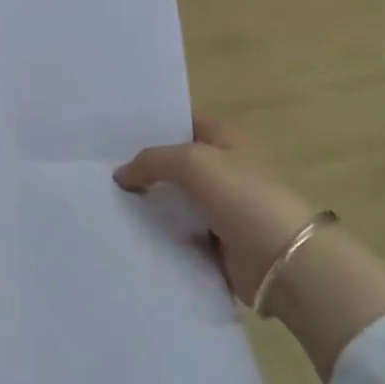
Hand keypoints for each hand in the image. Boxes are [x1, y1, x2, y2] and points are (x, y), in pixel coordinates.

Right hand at [113, 116, 314, 303]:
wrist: (282, 260)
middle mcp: (225, 170)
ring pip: (175, 200)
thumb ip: (152, 161)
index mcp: (227, 140)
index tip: (116, 137)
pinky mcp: (216, 242)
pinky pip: (179, 232)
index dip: (154, 128)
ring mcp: (222, 207)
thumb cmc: (242, 196)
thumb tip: (121, 174)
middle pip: (176, 164)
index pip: (185, 124)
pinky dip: (159, 234)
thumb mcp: (192, 162)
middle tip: (102, 171)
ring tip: (106, 202)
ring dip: (148, 203)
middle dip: (144, 168)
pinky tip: (127, 231)